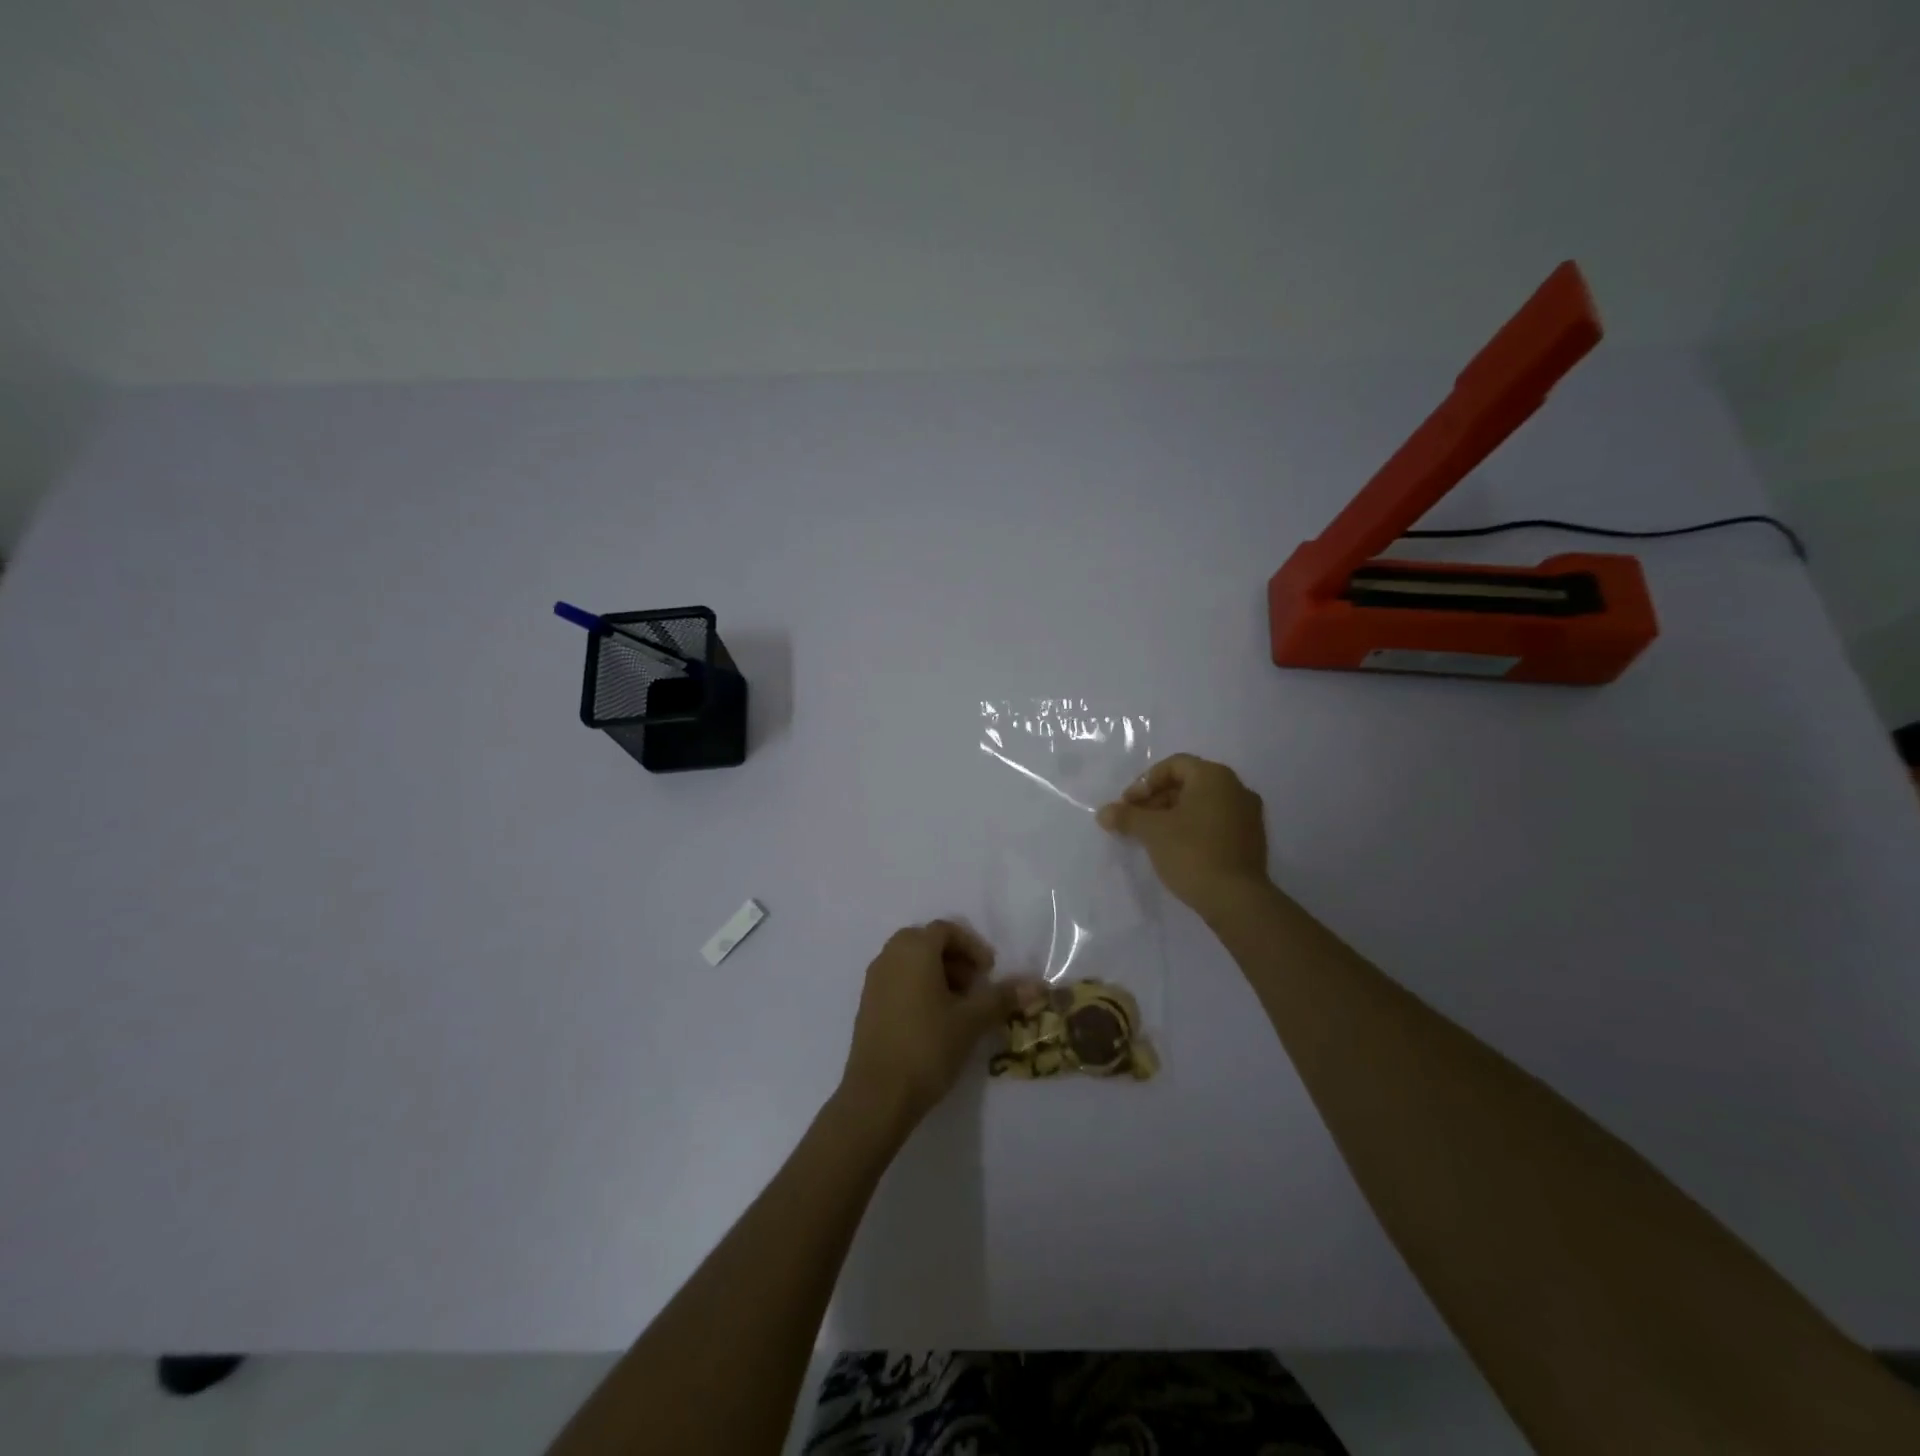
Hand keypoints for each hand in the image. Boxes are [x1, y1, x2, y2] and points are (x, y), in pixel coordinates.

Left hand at [839, 921, 1039, 1133]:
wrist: (878, 1094)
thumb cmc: (928, 1046)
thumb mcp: (971, 1021)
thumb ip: (1002, 997)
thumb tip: (1036, 985)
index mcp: (914, 950)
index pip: (946, 930)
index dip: (972, 946)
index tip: (990, 972)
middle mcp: (890, 956)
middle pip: (927, 942)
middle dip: (955, 959)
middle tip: (975, 986)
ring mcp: (874, 980)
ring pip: (910, 962)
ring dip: (937, 974)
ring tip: (958, 1007)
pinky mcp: (867, 1004)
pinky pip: (897, 980)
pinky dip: (918, 988)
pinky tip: (934, 1021)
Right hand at [1097, 753, 1269, 917]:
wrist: (1236, 900)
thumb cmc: (1191, 853)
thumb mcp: (1151, 831)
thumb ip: (1126, 816)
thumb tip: (1103, 813)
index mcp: (1214, 776)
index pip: (1173, 765)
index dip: (1145, 782)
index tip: (1128, 805)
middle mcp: (1236, 788)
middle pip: (1188, 784)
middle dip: (1156, 800)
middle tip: (1136, 822)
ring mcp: (1249, 815)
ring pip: (1202, 805)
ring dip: (1173, 815)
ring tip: (1152, 838)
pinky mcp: (1252, 840)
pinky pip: (1216, 823)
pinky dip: (1193, 829)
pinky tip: (1176, 850)